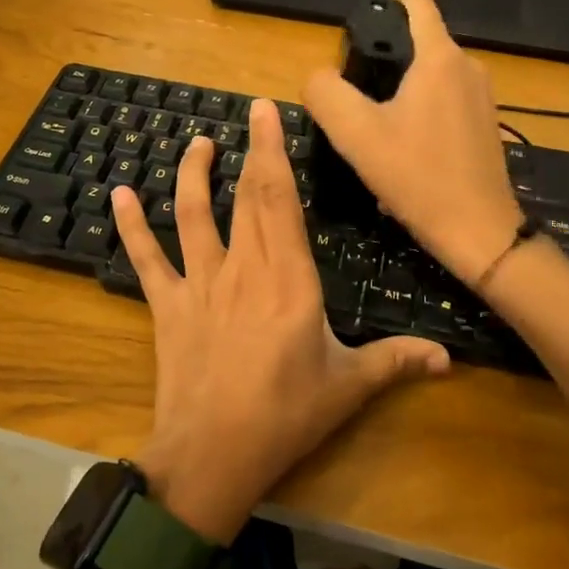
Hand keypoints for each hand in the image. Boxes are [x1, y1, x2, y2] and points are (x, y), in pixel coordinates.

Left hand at [110, 100, 449, 542]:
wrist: (212, 456)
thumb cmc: (285, 417)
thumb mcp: (347, 386)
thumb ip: (395, 361)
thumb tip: (449, 358)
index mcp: (289, 278)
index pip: (279, 200)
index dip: (273, 152)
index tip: (267, 112)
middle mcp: (243, 268)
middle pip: (245, 196)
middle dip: (248, 150)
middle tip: (249, 112)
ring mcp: (200, 283)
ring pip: (194, 215)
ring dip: (193, 174)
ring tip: (197, 143)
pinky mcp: (167, 305)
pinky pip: (146, 258)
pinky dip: (131, 225)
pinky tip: (119, 194)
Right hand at [303, 0, 525, 286]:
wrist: (478, 231)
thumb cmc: (416, 176)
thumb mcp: (355, 134)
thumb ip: (325, 93)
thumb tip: (319, 76)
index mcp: (439, 56)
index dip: (382, 4)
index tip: (358, 38)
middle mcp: (468, 65)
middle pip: (418, 40)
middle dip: (385, 59)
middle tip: (357, 100)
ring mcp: (483, 95)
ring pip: (431, 73)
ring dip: (402, 90)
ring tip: (379, 130)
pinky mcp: (487, 122)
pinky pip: (447, 99)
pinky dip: (423, 111)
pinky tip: (407, 150)